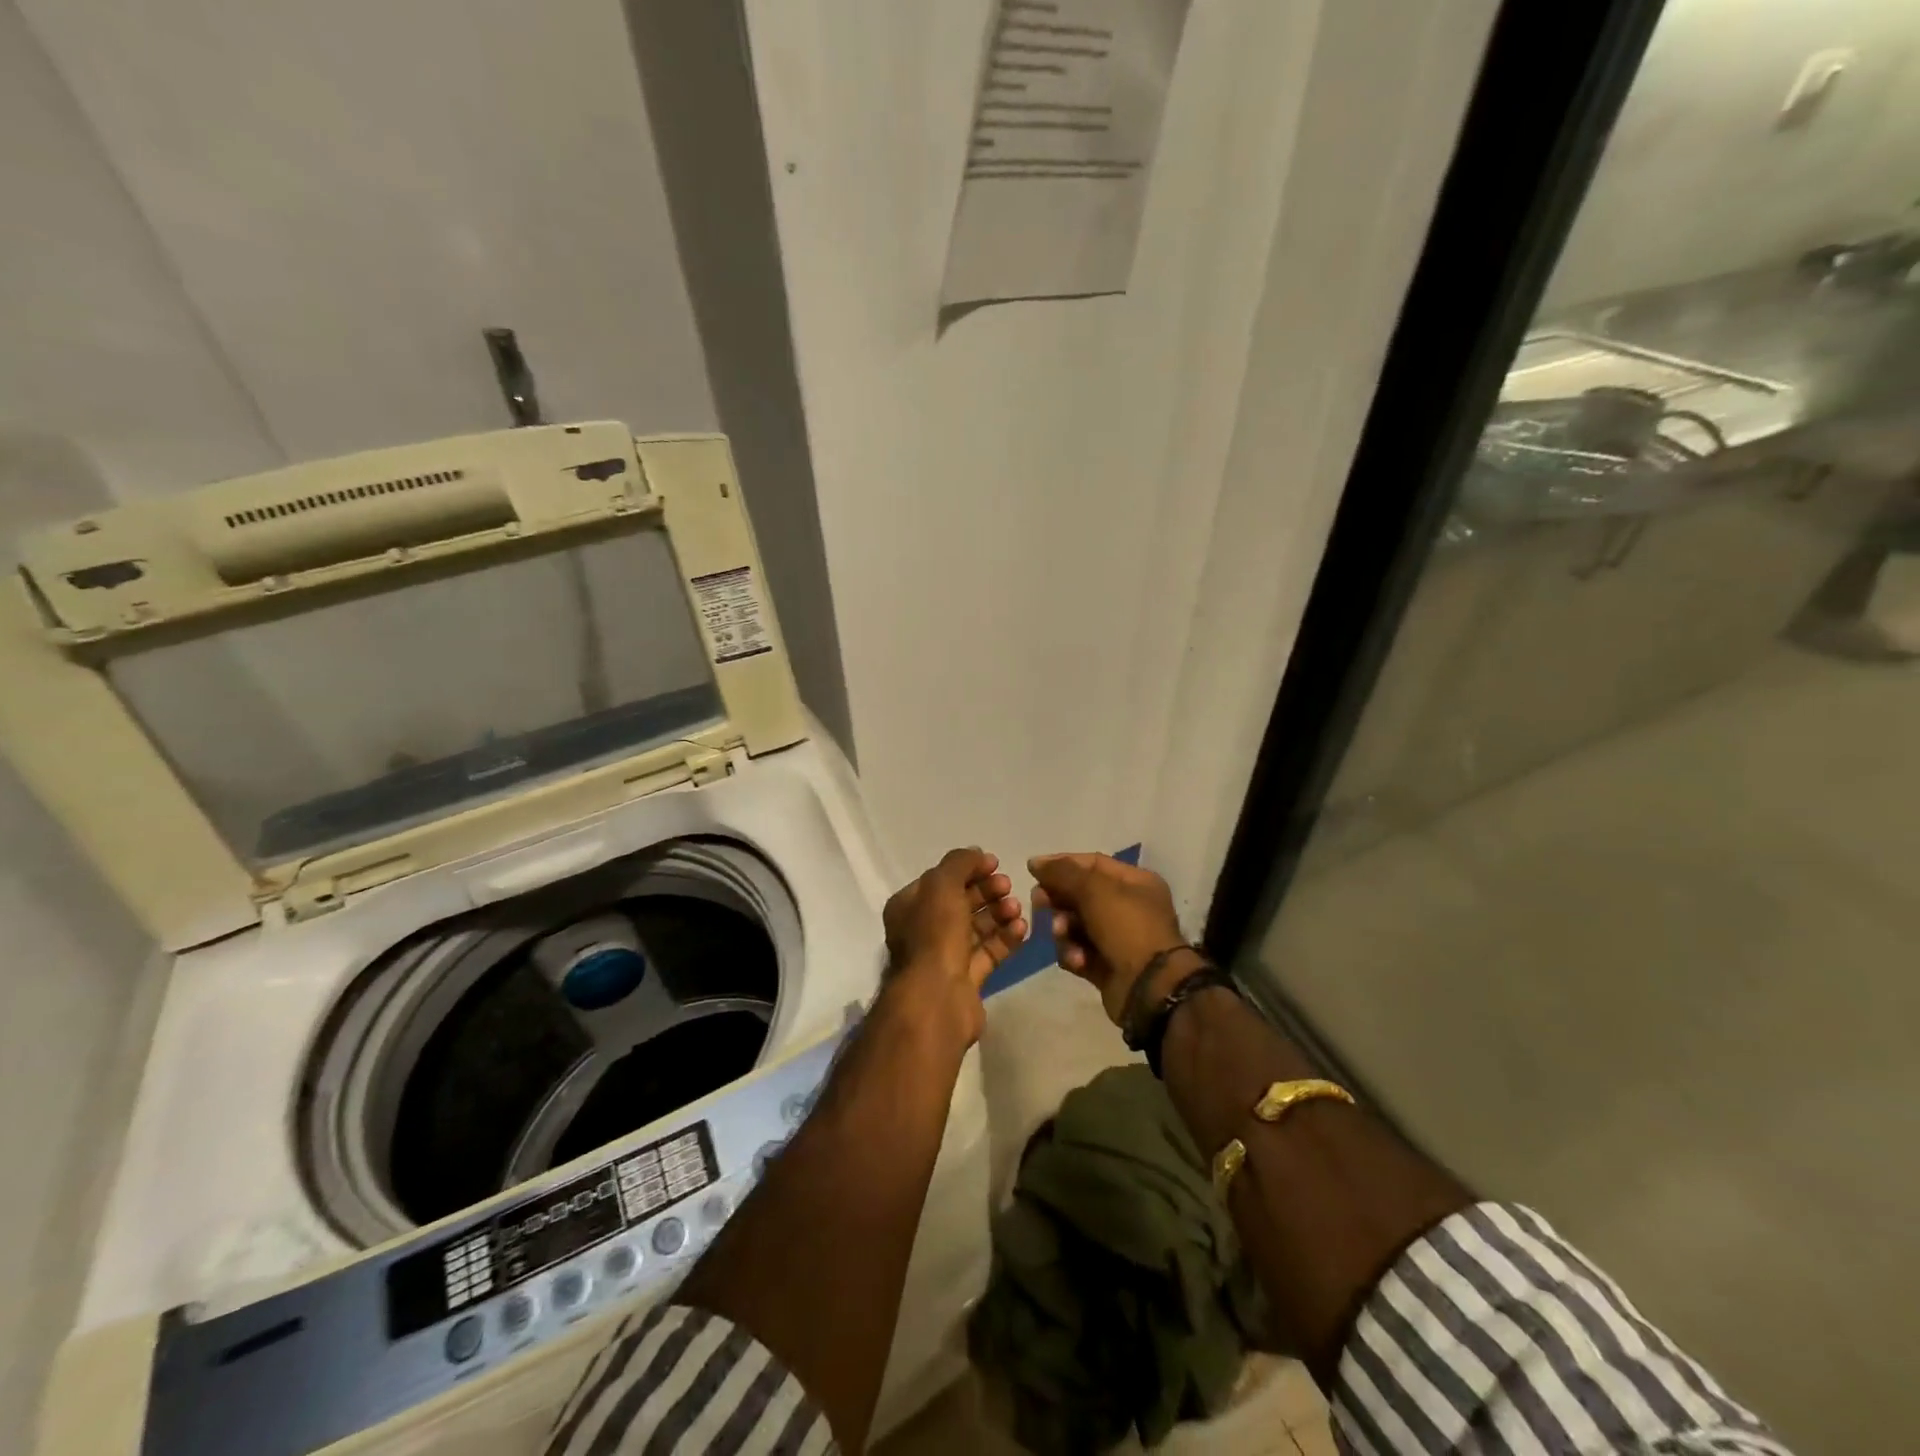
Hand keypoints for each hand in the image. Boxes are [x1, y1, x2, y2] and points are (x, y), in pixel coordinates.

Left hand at [882, 848, 1027, 1042]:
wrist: (936, 999)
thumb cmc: (934, 935)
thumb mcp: (942, 885)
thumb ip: (959, 863)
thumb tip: (976, 855)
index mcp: (909, 906)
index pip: (941, 880)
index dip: (967, 869)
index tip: (995, 863)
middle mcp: (924, 930)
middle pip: (960, 903)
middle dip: (986, 891)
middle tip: (1008, 886)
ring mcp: (945, 957)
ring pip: (976, 928)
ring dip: (998, 914)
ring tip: (1017, 908)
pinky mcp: (966, 980)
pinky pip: (988, 953)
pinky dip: (1005, 939)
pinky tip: (1022, 928)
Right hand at [1029, 853, 1194, 1026]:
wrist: (1150, 988)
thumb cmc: (1127, 927)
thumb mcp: (1094, 889)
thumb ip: (1062, 873)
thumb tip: (1035, 863)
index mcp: (1134, 882)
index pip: (1092, 863)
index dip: (1062, 863)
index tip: (1033, 870)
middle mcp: (1127, 907)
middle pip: (1080, 894)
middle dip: (1059, 899)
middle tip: (1041, 903)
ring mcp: (1117, 938)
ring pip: (1075, 925)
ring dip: (1064, 929)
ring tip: (1063, 935)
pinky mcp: (1105, 966)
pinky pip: (1078, 952)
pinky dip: (1073, 954)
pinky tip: (1077, 960)